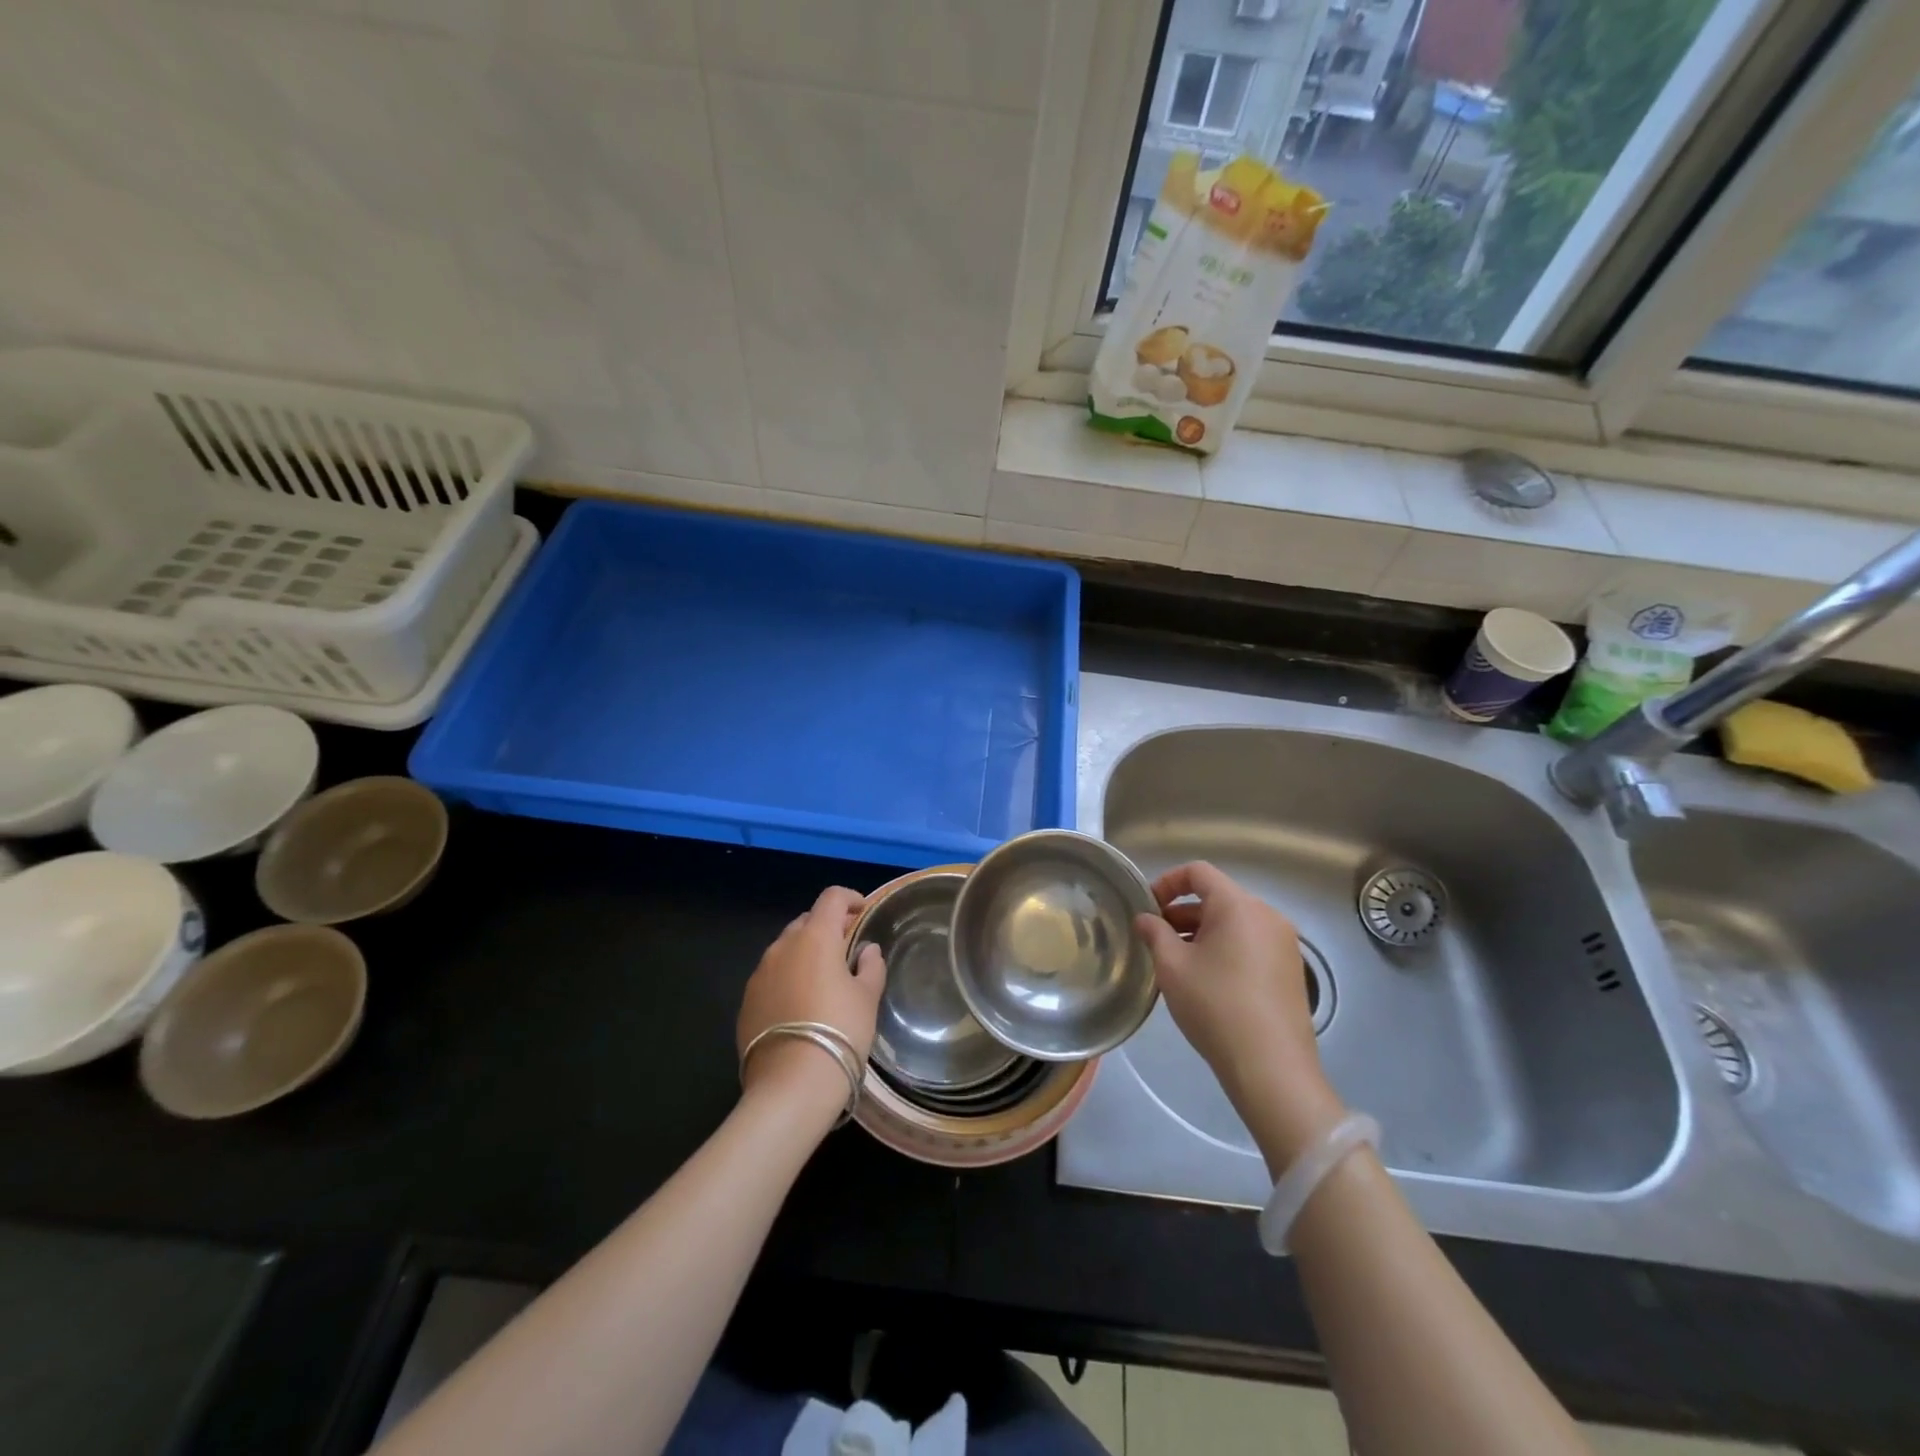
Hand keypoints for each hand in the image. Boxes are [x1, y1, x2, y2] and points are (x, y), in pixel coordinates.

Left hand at [737, 886, 886, 1113]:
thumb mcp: (867, 998)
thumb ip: (870, 967)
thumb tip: (867, 950)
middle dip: (826, 929)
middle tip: (846, 950)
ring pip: (785, 950)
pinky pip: (770, 978)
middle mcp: (782, 947)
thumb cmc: (840, 1031)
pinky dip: (787, 980)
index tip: (862, 911)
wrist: (791, 1085)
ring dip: (804, 955)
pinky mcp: (746, 1002)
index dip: (850, 898)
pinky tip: (800, 1007)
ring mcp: (759, 974)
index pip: (832, 898)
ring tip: (822, 980)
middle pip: (806, 922)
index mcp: (815, 937)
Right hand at [1134, 862, 1343, 1168]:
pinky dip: (1224, 948)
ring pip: (1234, 922)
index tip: (1147, 907)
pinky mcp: (1290, 970)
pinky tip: (1206, 979)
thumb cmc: (1215, 1005)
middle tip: (1155, 938)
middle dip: (1182, 912)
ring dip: (1202, 932)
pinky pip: (1250, 943)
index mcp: (1239, 906)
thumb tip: (1146, 918)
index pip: (1199, 873)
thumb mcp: (1172, 967)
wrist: (1271, 1066)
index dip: (1167, 882)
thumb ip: (1155, 933)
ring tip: (1176, 961)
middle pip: (1217, 897)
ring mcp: (1284, 943)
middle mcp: (1267, 915)